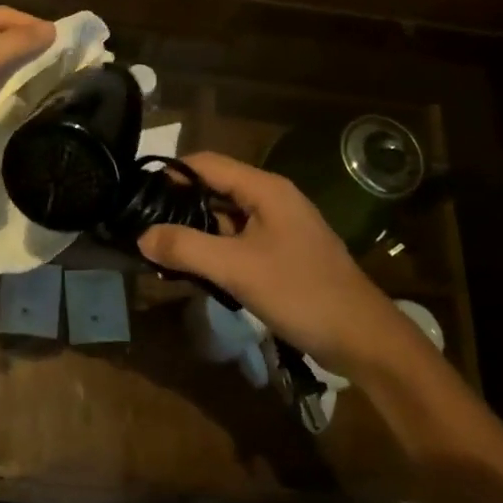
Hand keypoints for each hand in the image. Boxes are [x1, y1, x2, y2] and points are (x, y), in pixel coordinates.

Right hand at [139, 152, 421, 371]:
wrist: (363, 338)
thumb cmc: (300, 292)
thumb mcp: (236, 269)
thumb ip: (186, 248)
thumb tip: (142, 236)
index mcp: (265, 188)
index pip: (206, 163)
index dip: (171, 174)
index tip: (139, 194)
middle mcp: (272, 198)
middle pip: (215, 188)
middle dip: (179, 204)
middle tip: (144, 225)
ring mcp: (279, 226)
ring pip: (226, 216)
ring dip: (196, 229)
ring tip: (160, 248)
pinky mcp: (282, 252)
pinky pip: (239, 239)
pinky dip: (215, 248)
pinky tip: (194, 268)